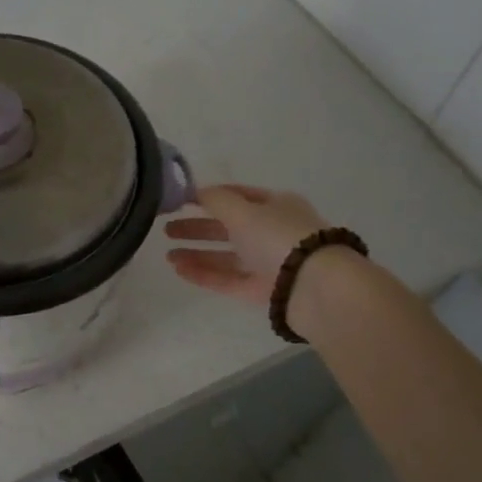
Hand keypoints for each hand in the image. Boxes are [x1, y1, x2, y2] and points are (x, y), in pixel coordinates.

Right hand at [165, 184, 328, 305]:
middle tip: (167, 229)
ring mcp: (268, 263)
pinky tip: (180, 270)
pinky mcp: (263, 290)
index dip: (210, 196)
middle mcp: (273, 232)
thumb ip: (216, 200)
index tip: (182, 201)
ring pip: (227, 256)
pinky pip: (228, 279)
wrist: (314, 287)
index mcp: (276, 205)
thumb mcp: (243, 211)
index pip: (239, 195)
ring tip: (167, 255)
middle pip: (229, 227)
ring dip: (197, 253)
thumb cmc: (279, 237)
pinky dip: (204, 274)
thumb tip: (195, 191)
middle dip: (198, 227)